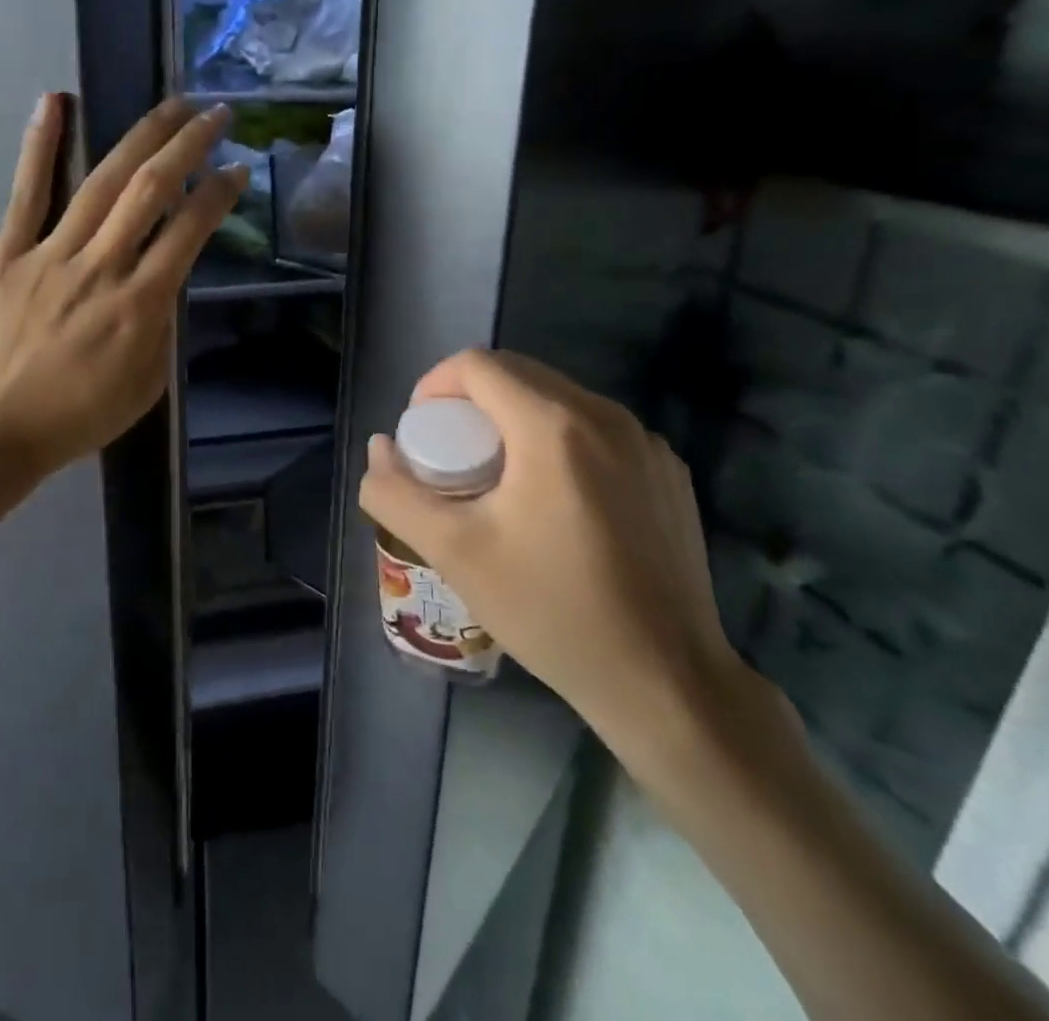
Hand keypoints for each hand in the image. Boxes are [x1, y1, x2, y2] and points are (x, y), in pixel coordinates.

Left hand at [0, 93, 245, 482]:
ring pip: (101, 182)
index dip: (219, 193)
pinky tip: (55, 101)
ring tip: (171, 104)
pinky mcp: (8, 254)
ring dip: (142, 136)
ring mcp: (51, 255)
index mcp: (140, 305)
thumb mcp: (145, 386)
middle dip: (189, 145)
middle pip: (151, 190)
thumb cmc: (76, 418)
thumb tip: (167, 280)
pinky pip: (27, 194)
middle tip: (215, 113)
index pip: (189, 231)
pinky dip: (42, 145)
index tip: (238, 168)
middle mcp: (101, 267)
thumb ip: (162, 328)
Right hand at [358, 349, 747, 763]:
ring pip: (559, 399)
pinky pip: (598, 430)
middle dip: (472, 402)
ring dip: (516, 419)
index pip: (476, 365)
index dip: (435, 386)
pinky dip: (561, 441)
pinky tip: (557, 501)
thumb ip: (397, 494)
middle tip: (453, 456)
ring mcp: (646, 442)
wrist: (666, 681)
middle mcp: (605, 415)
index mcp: (552, 425)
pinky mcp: (669, 471)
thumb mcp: (453, 553)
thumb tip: (379, 449)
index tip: (422, 432)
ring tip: (501, 479)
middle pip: (518, 374)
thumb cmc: (552, 611)